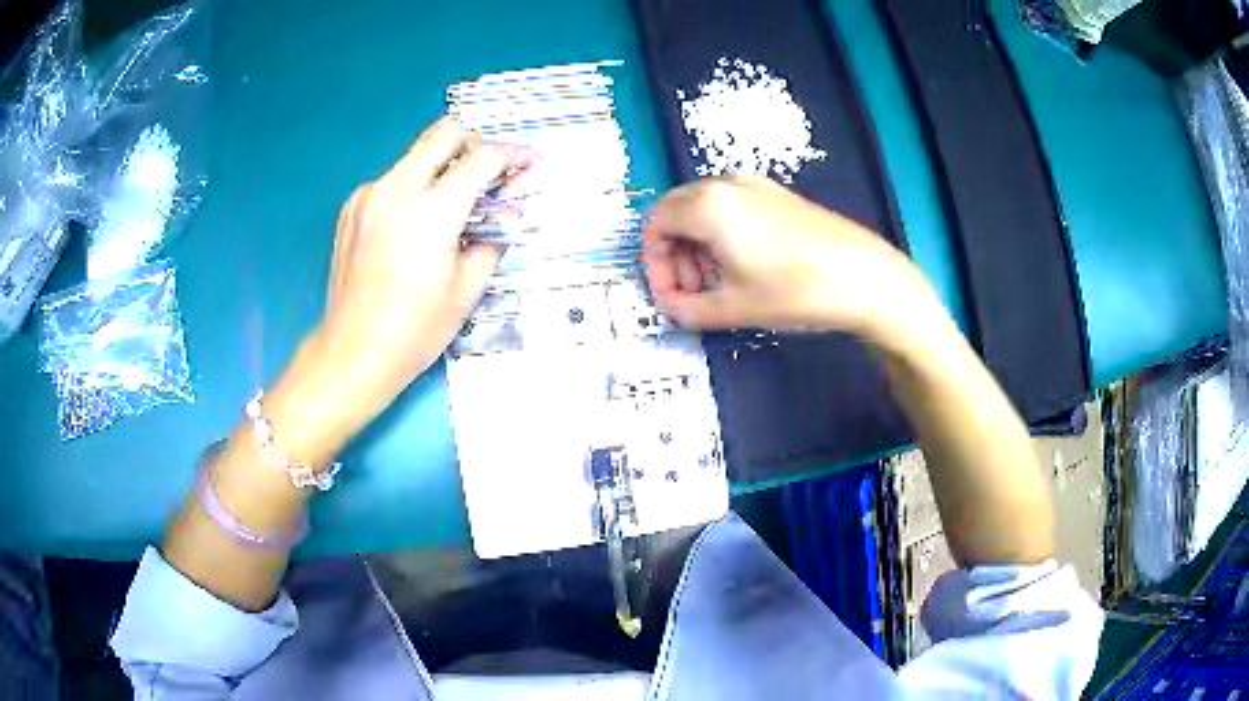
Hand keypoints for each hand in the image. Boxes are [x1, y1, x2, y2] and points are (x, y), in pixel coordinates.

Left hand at [290, 117, 529, 441]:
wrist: (353, 351)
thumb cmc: (414, 329)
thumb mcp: (467, 288)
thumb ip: (493, 238)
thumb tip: (508, 213)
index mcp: (432, 210)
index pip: (483, 159)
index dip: (514, 155)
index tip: (530, 162)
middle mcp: (397, 189)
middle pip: (445, 134)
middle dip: (478, 142)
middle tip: (494, 167)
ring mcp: (369, 195)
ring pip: (416, 153)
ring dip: (445, 162)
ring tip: (460, 193)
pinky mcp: (353, 207)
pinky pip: (393, 179)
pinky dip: (415, 184)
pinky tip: (421, 216)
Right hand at [642, 175, 922, 337]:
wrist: (863, 275)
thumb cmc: (793, 290)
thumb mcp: (733, 308)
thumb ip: (688, 310)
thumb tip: (671, 307)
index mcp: (707, 205)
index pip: (656, 225)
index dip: (654, 264)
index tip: (669, 296)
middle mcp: (726, 185)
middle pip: (676, 212)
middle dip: (674, 254)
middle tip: (691, 293)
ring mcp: (755, 186)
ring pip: (704, 209)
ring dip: (697, 246)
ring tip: (717, 285)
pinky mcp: (778, 195)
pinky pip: (731, 208)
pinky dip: (722, 235)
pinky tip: (743, 267)